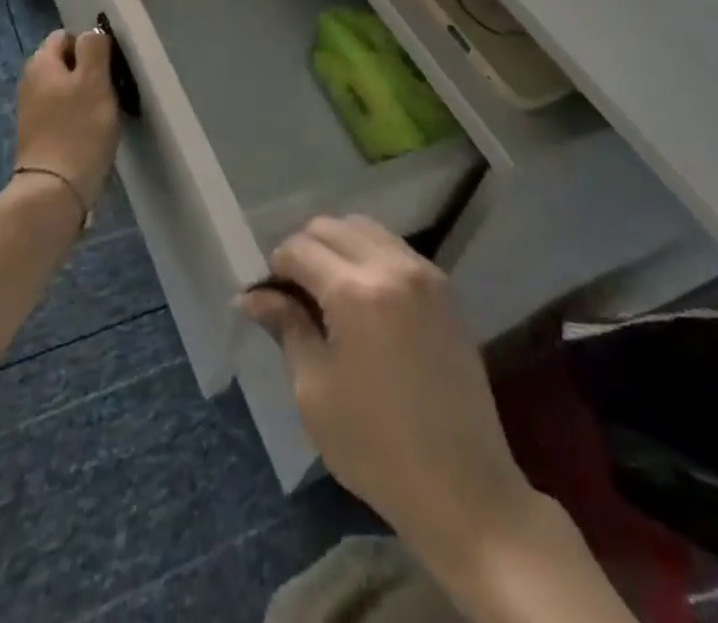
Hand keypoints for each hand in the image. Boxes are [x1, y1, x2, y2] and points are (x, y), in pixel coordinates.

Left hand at [15, 29, 122, 211]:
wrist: (54, 190)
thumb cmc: (79, 129)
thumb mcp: (94, 81)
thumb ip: (94, 49)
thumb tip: (92, 32)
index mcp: (40, 63)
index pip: (65, 36)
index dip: (89, 46)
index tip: (109, 67)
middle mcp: (29, 81)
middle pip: (64, 63)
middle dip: (88, 72)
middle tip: (110, 91)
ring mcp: (30, 110)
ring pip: (64, 89)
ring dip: (84, 97)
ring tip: (104, 115)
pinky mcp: (37, 136)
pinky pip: (61, 113)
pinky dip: (76, 118)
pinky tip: (90, 134)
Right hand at [242, 217, 534, 570]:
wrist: (465, 490)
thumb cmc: (376, 447)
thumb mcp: (314, 391)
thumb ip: (287, 327)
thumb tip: (252, 295)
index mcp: (354, 292)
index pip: (299, 249)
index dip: (276, 268)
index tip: (269, 299)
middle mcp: (390, 267)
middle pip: (330, 226)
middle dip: (304, 249)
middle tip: (294, 292)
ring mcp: (424, 274)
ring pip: (365, 228)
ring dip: (337, 246)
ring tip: (328, 290)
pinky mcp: (445, 290)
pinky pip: (395, 248)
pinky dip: (369, 255)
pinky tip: (364, 297)